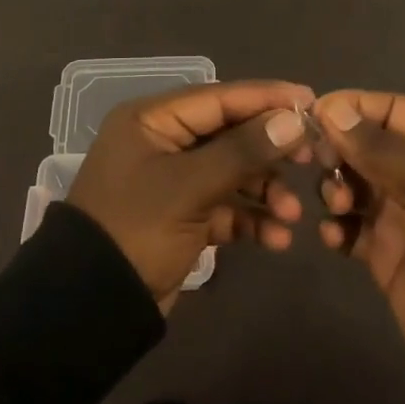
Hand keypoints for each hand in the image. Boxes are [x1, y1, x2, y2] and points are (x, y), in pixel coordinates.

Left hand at [68, 79, 314, 310]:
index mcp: (153, 120)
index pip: (219, 97)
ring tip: (292, 214)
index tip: (311, 102)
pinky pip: (225, 206)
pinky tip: (276, 239)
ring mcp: (174, 180)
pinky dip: (250, 219)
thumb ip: (243, 151)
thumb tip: (294, 120)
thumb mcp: (189, 187)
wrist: (92, 306)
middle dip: (270, 152)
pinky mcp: (183, 216)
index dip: (266, 99)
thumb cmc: (136, 229)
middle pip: (230, 134)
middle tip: (312, 160)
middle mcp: (164, 142)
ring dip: (264, 191)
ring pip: (232, 172)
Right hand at [315, 90, 404, 349]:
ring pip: (354, 183)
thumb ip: (376, 146)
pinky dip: (338, 227)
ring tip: (339, 205)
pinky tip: (333, 235)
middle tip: (322, 164)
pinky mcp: (389, 251)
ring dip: (335, 188)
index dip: (351, 108)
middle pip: (365, 145)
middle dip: (339, 152)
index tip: (313, 114)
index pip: (390, 109)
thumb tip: (330, 108)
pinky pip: (352, 227)